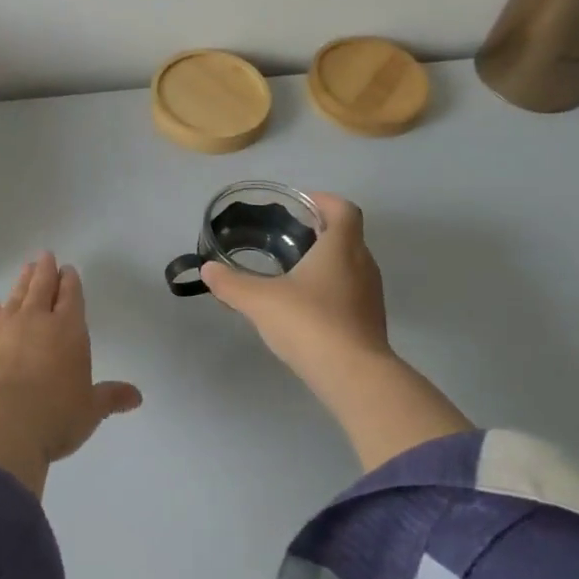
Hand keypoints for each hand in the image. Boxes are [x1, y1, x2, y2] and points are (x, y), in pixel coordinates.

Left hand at [0, 252, 141, 494]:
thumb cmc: (54, 416)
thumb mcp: (89, 411)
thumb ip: (110, 398)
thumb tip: (136, 397)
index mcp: (68, 330)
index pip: (71, 297)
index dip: (70, 282)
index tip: (67, 269)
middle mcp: (35, 321)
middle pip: (41, 288)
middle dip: (45, 271)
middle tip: (45, 255)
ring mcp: (2, 329)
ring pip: (15, 297)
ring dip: (21, 282)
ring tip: (25, 269)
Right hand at [201, 193, 390, 396]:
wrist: (354, 377)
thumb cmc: (309, 323)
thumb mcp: (259, 301)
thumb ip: (231, 283)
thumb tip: (208, 269)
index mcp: (341, 248)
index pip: (343, 209)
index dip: (323, 201)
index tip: (300, 204)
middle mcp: (363, 265)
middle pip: (348, 236)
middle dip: (320, 232)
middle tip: (287, 236)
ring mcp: (371, 296)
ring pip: (350, 266)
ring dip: (326, 262)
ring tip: (291, 271)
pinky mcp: (370, 322)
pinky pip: (350, 293)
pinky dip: (330, 290)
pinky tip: (304, 307)